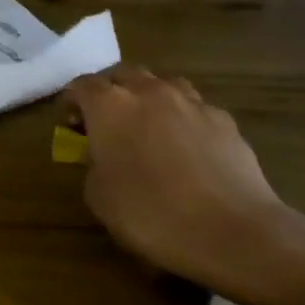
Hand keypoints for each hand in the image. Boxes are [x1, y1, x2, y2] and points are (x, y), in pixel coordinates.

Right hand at [64, 66, 304, 304]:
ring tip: (148, 126)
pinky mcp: (224, 120)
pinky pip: (195, 108)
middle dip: (111, 92)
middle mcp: (149, 91)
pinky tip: (187, 147)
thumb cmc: (151, 214)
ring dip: (149, 97)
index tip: (71, 126)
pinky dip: (183, 118)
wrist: (232, 231)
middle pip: (122, 74)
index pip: (81, 85)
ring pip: (162, 83)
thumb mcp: (99, 198)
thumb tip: (104, 157)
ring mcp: (191, 102)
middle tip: (107, 122)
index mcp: (109, 105)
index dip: (72, 102)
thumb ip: (93, 166)